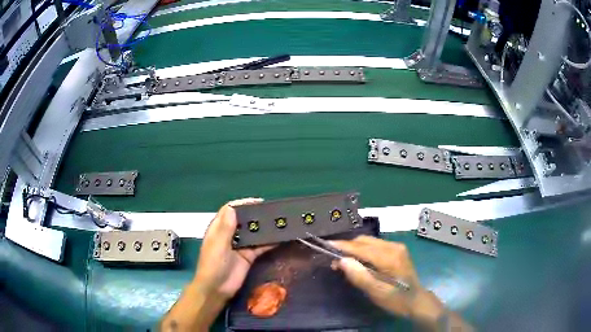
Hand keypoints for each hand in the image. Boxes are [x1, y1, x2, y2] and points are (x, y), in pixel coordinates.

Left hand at [194, 198, 273, 300]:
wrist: (217, 290)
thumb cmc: (213, 266)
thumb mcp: (218, 246)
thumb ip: (225, 229)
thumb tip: (232, 208)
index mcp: (219, 229)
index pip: (230, 210)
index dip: (243, 204)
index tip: (259, 202)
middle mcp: (230, 235)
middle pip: (244, 220)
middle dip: (257, 215)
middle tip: (274, 211)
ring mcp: (240, 246)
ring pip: (254, 233)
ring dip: (264, 228)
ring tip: (280, 222)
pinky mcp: (249, 256)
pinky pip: (260, 246)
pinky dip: (269, 242)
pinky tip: (281, 238)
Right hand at [331, 236, 470, 330]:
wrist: (417, 300)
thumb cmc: (396, 300)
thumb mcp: (377, 292)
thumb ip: (360, 276)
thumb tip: (342, 260)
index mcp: (389, 257)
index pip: (361, 247)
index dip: (342, 246)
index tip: (326, 245)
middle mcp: (393, 246)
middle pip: (364, 241)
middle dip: (347, 247)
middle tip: (333, 260)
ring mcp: (396, 247)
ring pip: (369, 242)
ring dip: (354, 248)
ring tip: (342, 261)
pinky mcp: (397, 250)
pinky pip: (375, 245)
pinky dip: (363, 250)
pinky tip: (358, 260)